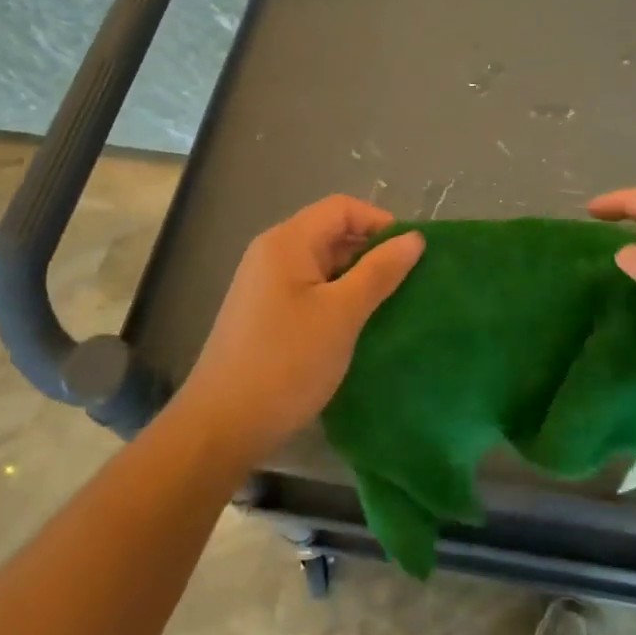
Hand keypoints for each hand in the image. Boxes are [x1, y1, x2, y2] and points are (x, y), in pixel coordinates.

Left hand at [177, 196, 423, 462]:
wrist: (221, 426)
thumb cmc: (286, 362)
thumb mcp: (342, 314)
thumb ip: (379, 271)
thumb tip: (414, 238)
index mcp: (287, 242)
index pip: (342, 208)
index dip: (380, 222)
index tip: (412, 254)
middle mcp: (272, 254)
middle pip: (331, 233)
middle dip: (372, 252)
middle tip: (409, 282)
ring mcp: (266, 286)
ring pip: (323, 265)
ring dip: (358, 279)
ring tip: (392, 305)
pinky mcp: (266, 315)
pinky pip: (311, 291)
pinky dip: (339, 299)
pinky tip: (359, 327)